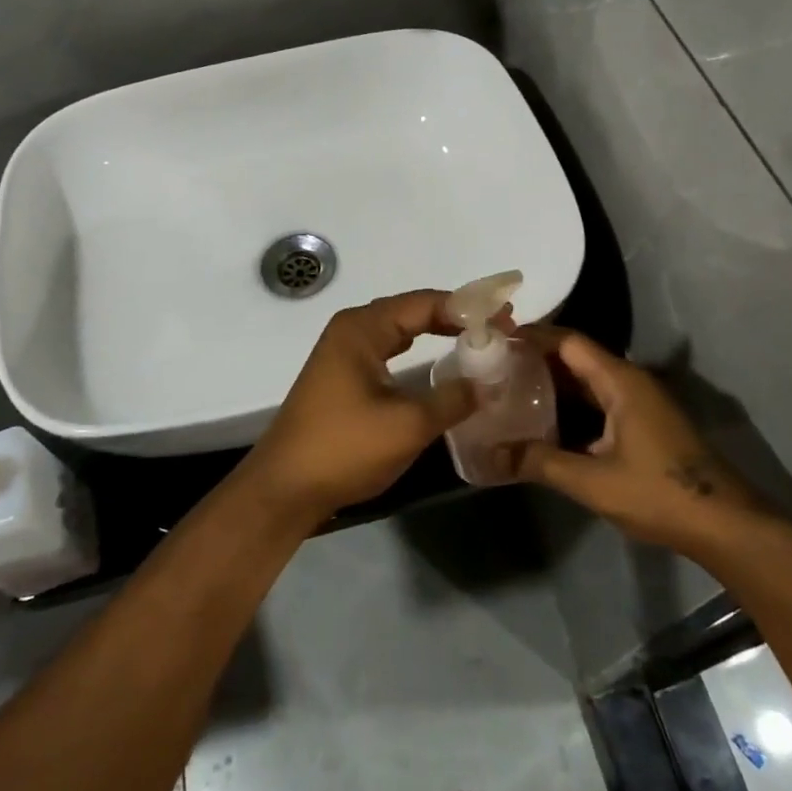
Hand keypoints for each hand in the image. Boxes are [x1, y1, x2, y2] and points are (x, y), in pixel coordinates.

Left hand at [242, 290, 476, 522]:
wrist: (285, 487)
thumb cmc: (344, 448)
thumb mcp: (408, 424)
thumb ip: (453, 398)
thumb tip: (487, 382)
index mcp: (362, 328)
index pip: (424, 303)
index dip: (468, 309)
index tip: (506, 320)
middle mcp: (351, 330)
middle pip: (412, 311)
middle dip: (455, 317)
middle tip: (498, 329)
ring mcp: (344, 353)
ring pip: (400, 331)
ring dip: (437, 332)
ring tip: (477, 339)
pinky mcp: (343, 376)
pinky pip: (389, 350)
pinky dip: (418, 351)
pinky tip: (438, 361)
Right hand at [508, 330, 775, 555]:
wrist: (726, 525)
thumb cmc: (659, 493)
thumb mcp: (593, 481)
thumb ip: (540, 462)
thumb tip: (492, 455)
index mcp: (620, 381)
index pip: (568, 342)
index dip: (531, 337)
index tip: (495, 340)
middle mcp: (630, 382)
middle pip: (576, 358)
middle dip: (535, 360)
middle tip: (493, 369)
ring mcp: (640, 404)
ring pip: (587, 382)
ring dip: (552, 385)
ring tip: (510, 393)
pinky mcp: (644, 425)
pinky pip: (599, 402)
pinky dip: (570, 406)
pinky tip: (545, 425)